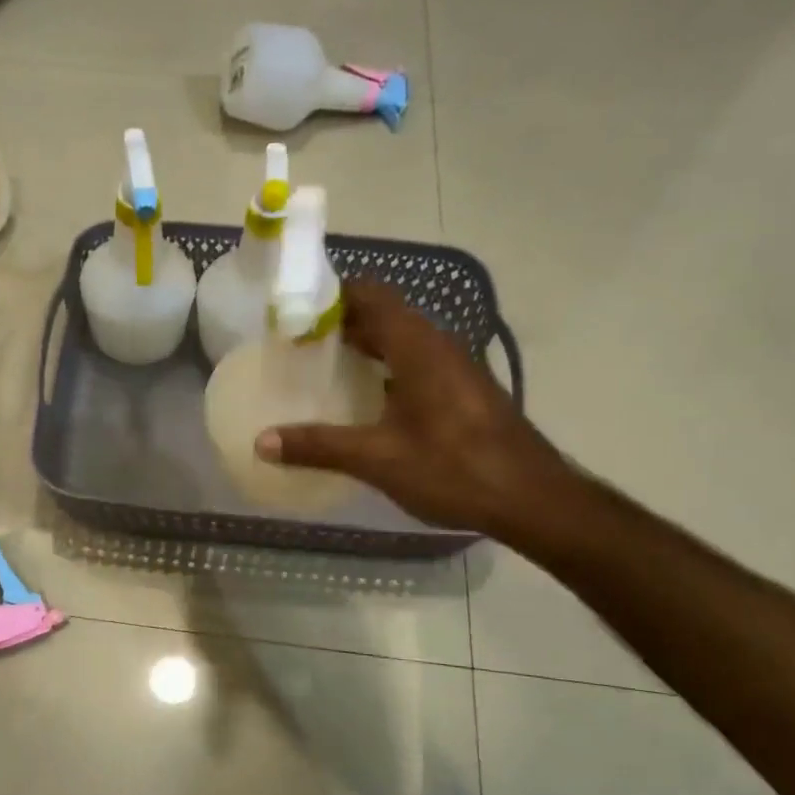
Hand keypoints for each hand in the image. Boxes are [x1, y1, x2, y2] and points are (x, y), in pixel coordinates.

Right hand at [256, 279, 568, 538]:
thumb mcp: (378, 459)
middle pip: (384, 315)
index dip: (331, 296)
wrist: (532, 499)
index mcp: (418, 346)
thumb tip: (262, 442)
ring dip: (365, 345)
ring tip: (322, 366)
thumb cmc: (454, 468)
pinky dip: (385, 367)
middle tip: (297, 342)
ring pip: (402, 340)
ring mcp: (455, 368)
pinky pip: (415, 362)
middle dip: (341, 322)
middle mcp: (439, 345)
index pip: (371, 295)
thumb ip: (318, 446)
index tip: (293, 312)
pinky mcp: (463, 391)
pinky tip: (365, 400)